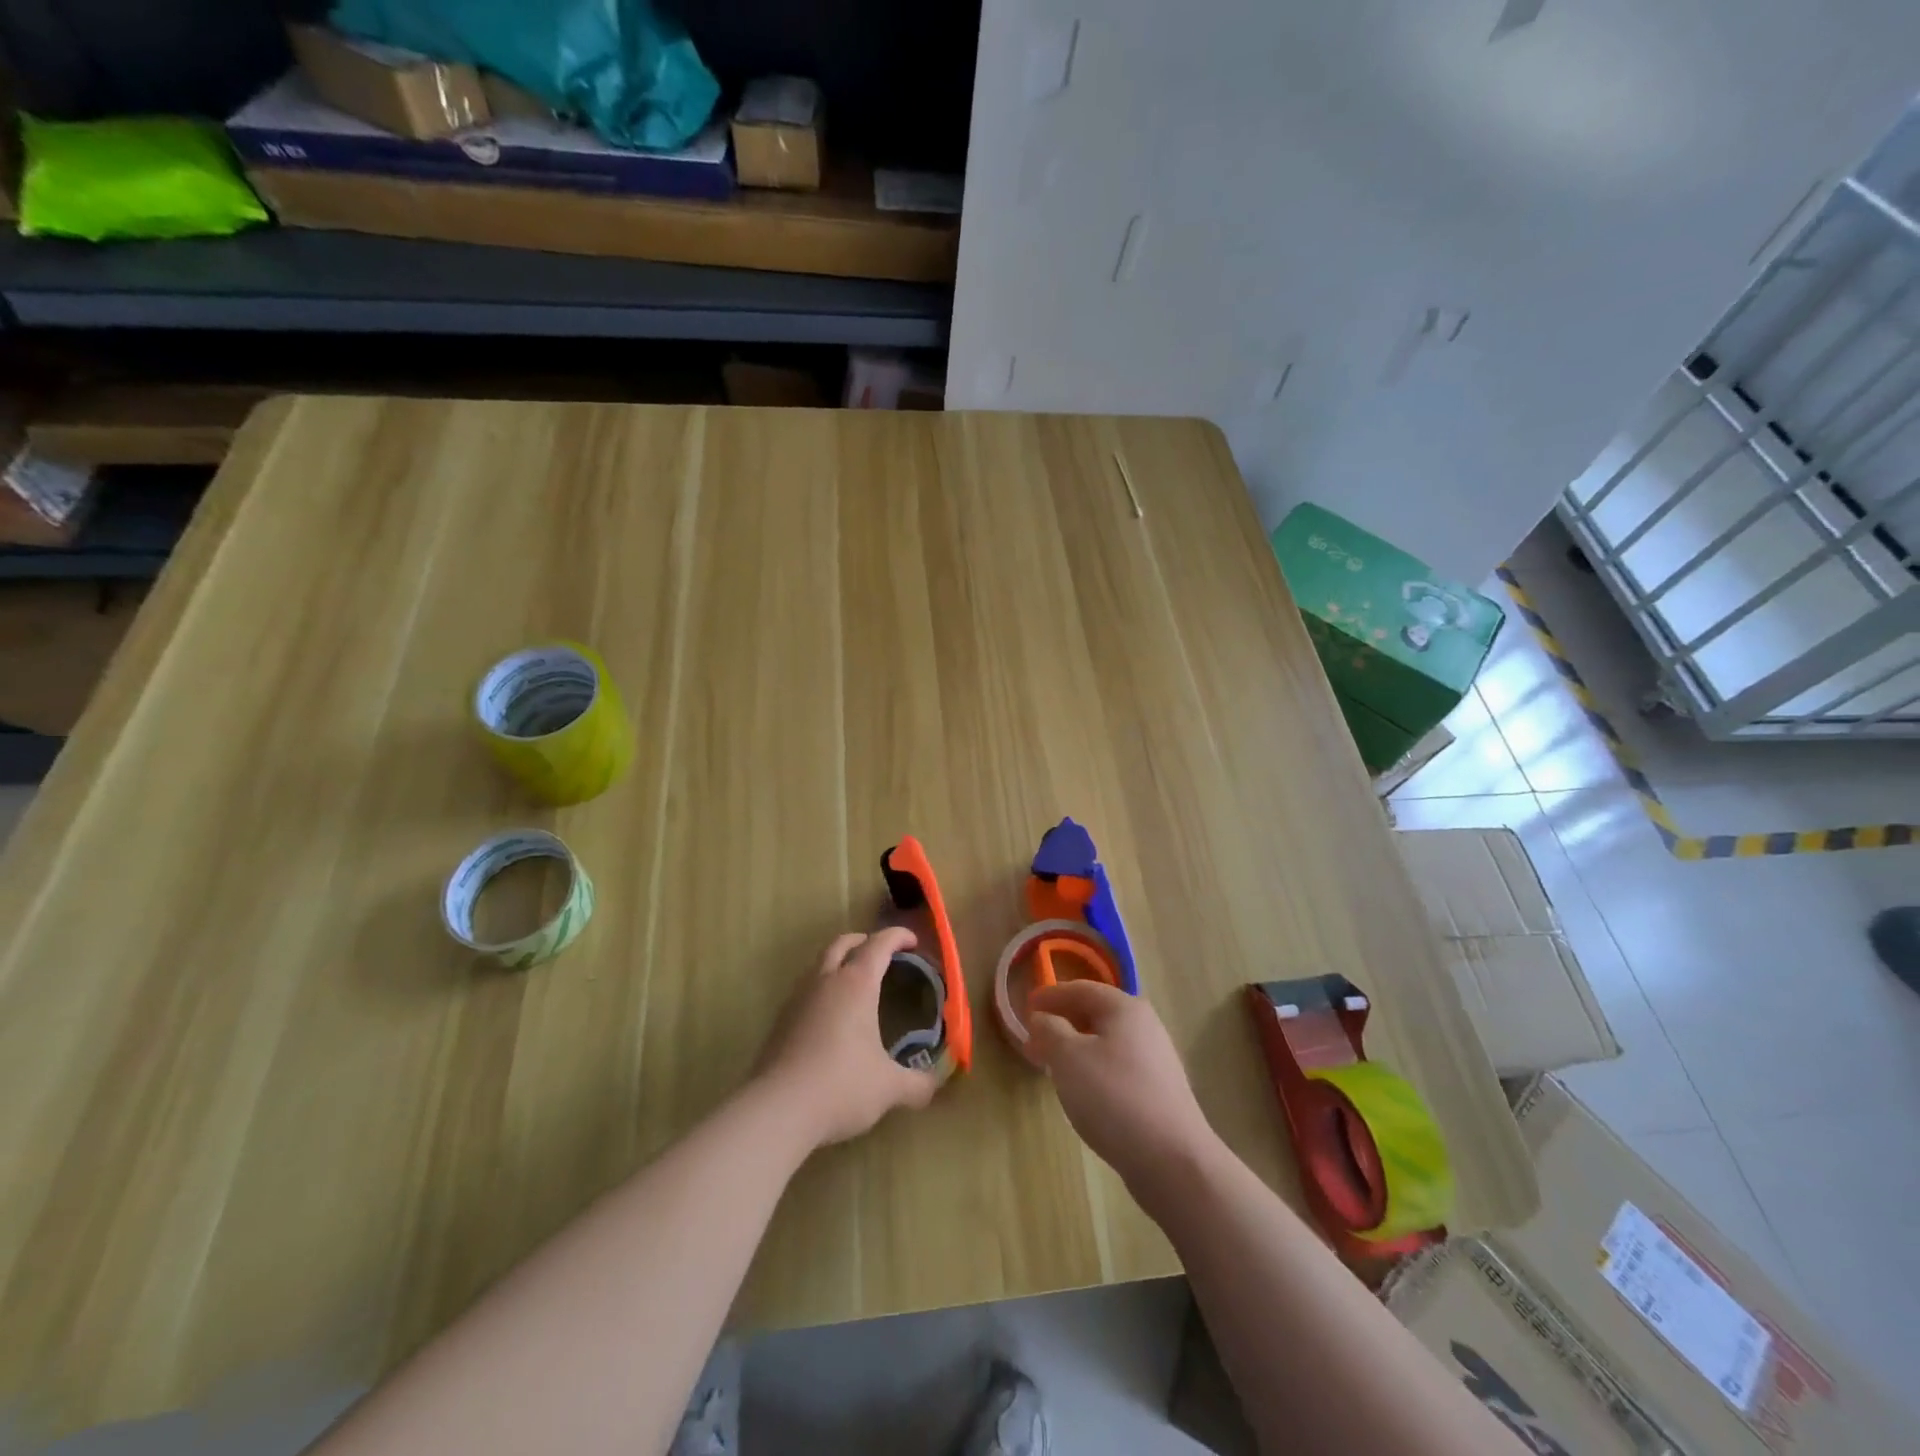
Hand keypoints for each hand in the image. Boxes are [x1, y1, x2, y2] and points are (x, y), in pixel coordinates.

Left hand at [755, 928, 941, 1149]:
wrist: (777, 1109)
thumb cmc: (841, 1086)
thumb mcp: (889, 1088)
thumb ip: (917, 1084)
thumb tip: (935, 1084)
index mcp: (856, 984)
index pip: (879, 944)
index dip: (897, 937)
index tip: (913, 941)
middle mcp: (826, 981)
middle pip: (842, 943)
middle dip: (864, 941)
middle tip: (882, 953)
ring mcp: (798, 999)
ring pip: (820, 964)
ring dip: (839, 963)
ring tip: (856, 984)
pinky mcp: (781, 1021)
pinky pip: (806, 990)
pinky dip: (823, 989)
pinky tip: (831, 1017)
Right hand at [1025, 980, 1218, 1190]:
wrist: (1172, 1160)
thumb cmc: (1113, 1097)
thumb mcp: (1068, 1058)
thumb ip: (1050, 1030)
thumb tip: (1043, 1018)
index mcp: (1124, 1008)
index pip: (1081, 988)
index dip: (1051, 995)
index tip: (1025, 1006)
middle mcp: (1144, 1025)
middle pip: (1095, 1013)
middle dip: (1062, 1023)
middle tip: (1034, 1040)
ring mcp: (1155, 1059)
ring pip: (1106, 1042)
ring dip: (1076, 1048)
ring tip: (1052, 1066)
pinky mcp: (1158, 1091)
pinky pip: (1117, 1066)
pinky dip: (1093, 1068)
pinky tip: (1082, 1091)